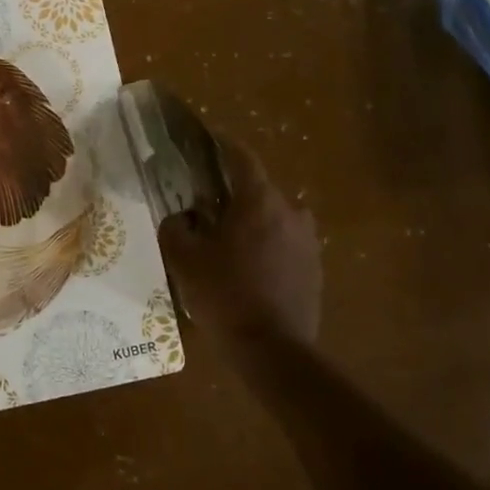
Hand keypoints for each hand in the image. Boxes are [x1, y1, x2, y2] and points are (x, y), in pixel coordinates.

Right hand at [158, 134, 321, 351]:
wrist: (273, 350)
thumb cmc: (225, 295)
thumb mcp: (184, 259)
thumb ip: (175, 227)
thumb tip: (181, 217)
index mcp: (260, 201)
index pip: (241, 157)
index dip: (222, 144)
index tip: (206, 139)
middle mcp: (291, 212)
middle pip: (257, 189)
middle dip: (232, 192)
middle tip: (205, 204)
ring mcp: (308, 241)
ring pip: (273, 217)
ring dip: (251, 221)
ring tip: (226, 240)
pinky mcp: (314, 268)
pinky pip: (284, 243)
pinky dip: (266, 245)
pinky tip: (247, 267)